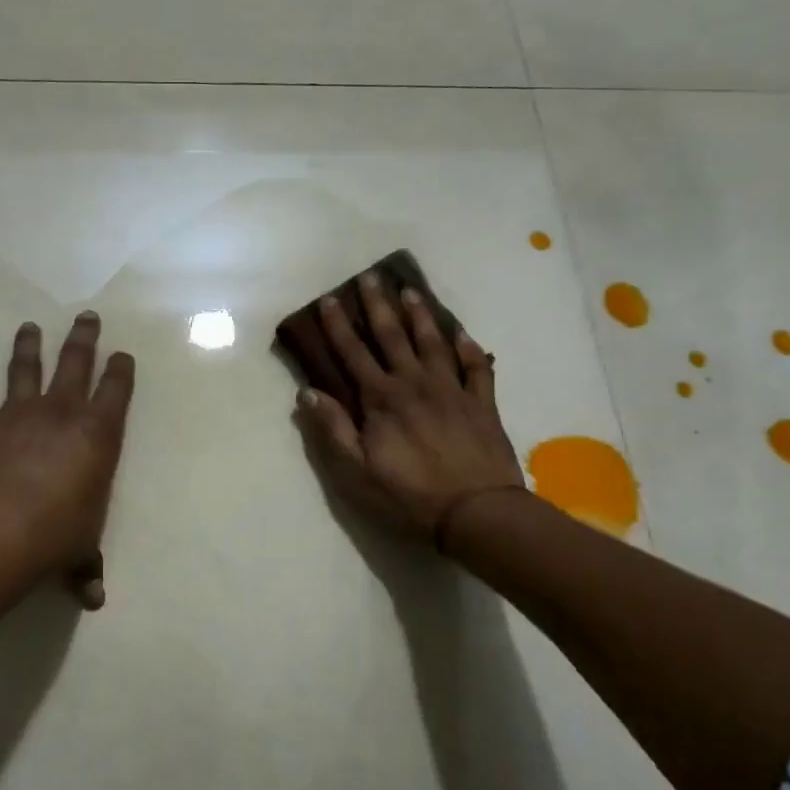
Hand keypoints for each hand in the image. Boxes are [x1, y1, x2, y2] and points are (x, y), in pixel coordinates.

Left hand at [0, 312, 135, 606]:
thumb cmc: (54, 537)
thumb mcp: (78, 551)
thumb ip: (85, 566)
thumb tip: (94, 598)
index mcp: (97, 435)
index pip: (116, 392)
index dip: (121, 371)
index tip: (123, 354)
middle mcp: (60, 413)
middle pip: (75, 363)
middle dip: (83, 338)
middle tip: (86, 316)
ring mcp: (18, 414)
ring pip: (25, 368)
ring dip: (28, 346)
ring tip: (29, 326)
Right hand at [294, 273, 524, 544]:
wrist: (477, 512)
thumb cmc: (409, 496)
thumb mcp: (356, 473)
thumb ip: (332, 430)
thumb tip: (308, 393)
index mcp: (382, 399)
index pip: (353, 354)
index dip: (339, 326)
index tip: (330, 299)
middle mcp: (414, 383)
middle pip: (393, 336)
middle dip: (379, 305)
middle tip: (372, 277)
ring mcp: (452, 390)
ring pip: (433, 342)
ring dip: (420, 315)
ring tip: (411, 291)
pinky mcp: (481, 403)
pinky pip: (476, 367)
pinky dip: (468, 347)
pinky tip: (462, 333)